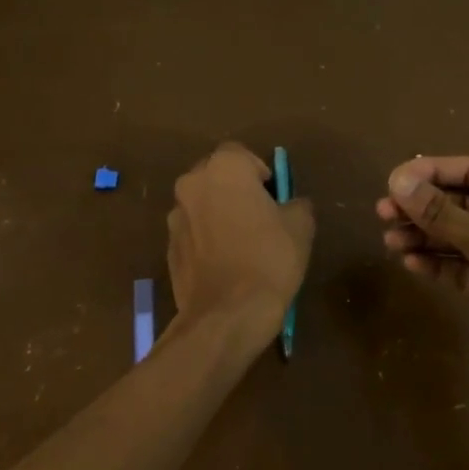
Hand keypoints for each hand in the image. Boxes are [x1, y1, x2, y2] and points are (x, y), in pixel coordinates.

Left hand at [168, 143, 314, 349]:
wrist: (226, 315)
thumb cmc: (268, 259)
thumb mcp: (300, 226)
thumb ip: (296, 203)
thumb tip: (290, 205)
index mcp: (223, 169)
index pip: (240, 154)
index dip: (259, 172)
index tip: (273, 197)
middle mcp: (192, 184)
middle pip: (216, 176)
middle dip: (235, 189)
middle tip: (259, 216)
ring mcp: (175, 217)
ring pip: (202, 204)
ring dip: (218, 214)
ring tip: (241, 244)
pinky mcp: (168, 248)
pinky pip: (193, 232)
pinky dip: (206, 239)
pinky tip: (225, 264)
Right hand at [377, 155, 468, 400]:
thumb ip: (442, 213)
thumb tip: (398, 182)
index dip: (432, 172)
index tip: (393, 181)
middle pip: (463, 203)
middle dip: (424, 208)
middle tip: (382, 213)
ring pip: (461, 237)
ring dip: (426, 237)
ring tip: (390, 242)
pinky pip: (465, 266)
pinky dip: (440, 263)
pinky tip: (411, 264)